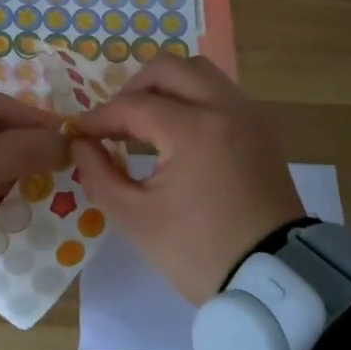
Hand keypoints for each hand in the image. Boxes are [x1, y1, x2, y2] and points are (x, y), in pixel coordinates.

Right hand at [69, 56, 303, 304]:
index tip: (78, 133)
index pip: (133, 105)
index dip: (99, 118)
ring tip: (145, 122)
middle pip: (169, 68)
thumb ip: (98, 174)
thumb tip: (81, 144)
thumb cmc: (198, 251)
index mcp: (193, 130)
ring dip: (166, 87)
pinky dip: (192, 99)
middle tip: (115, 121)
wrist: (272, 281)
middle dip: (133, 88)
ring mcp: (248, 116)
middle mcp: (224, 108)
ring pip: (199, 73)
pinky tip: (176, 133)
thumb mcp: (135, 218)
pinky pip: (220, 93)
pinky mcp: (260, 130)